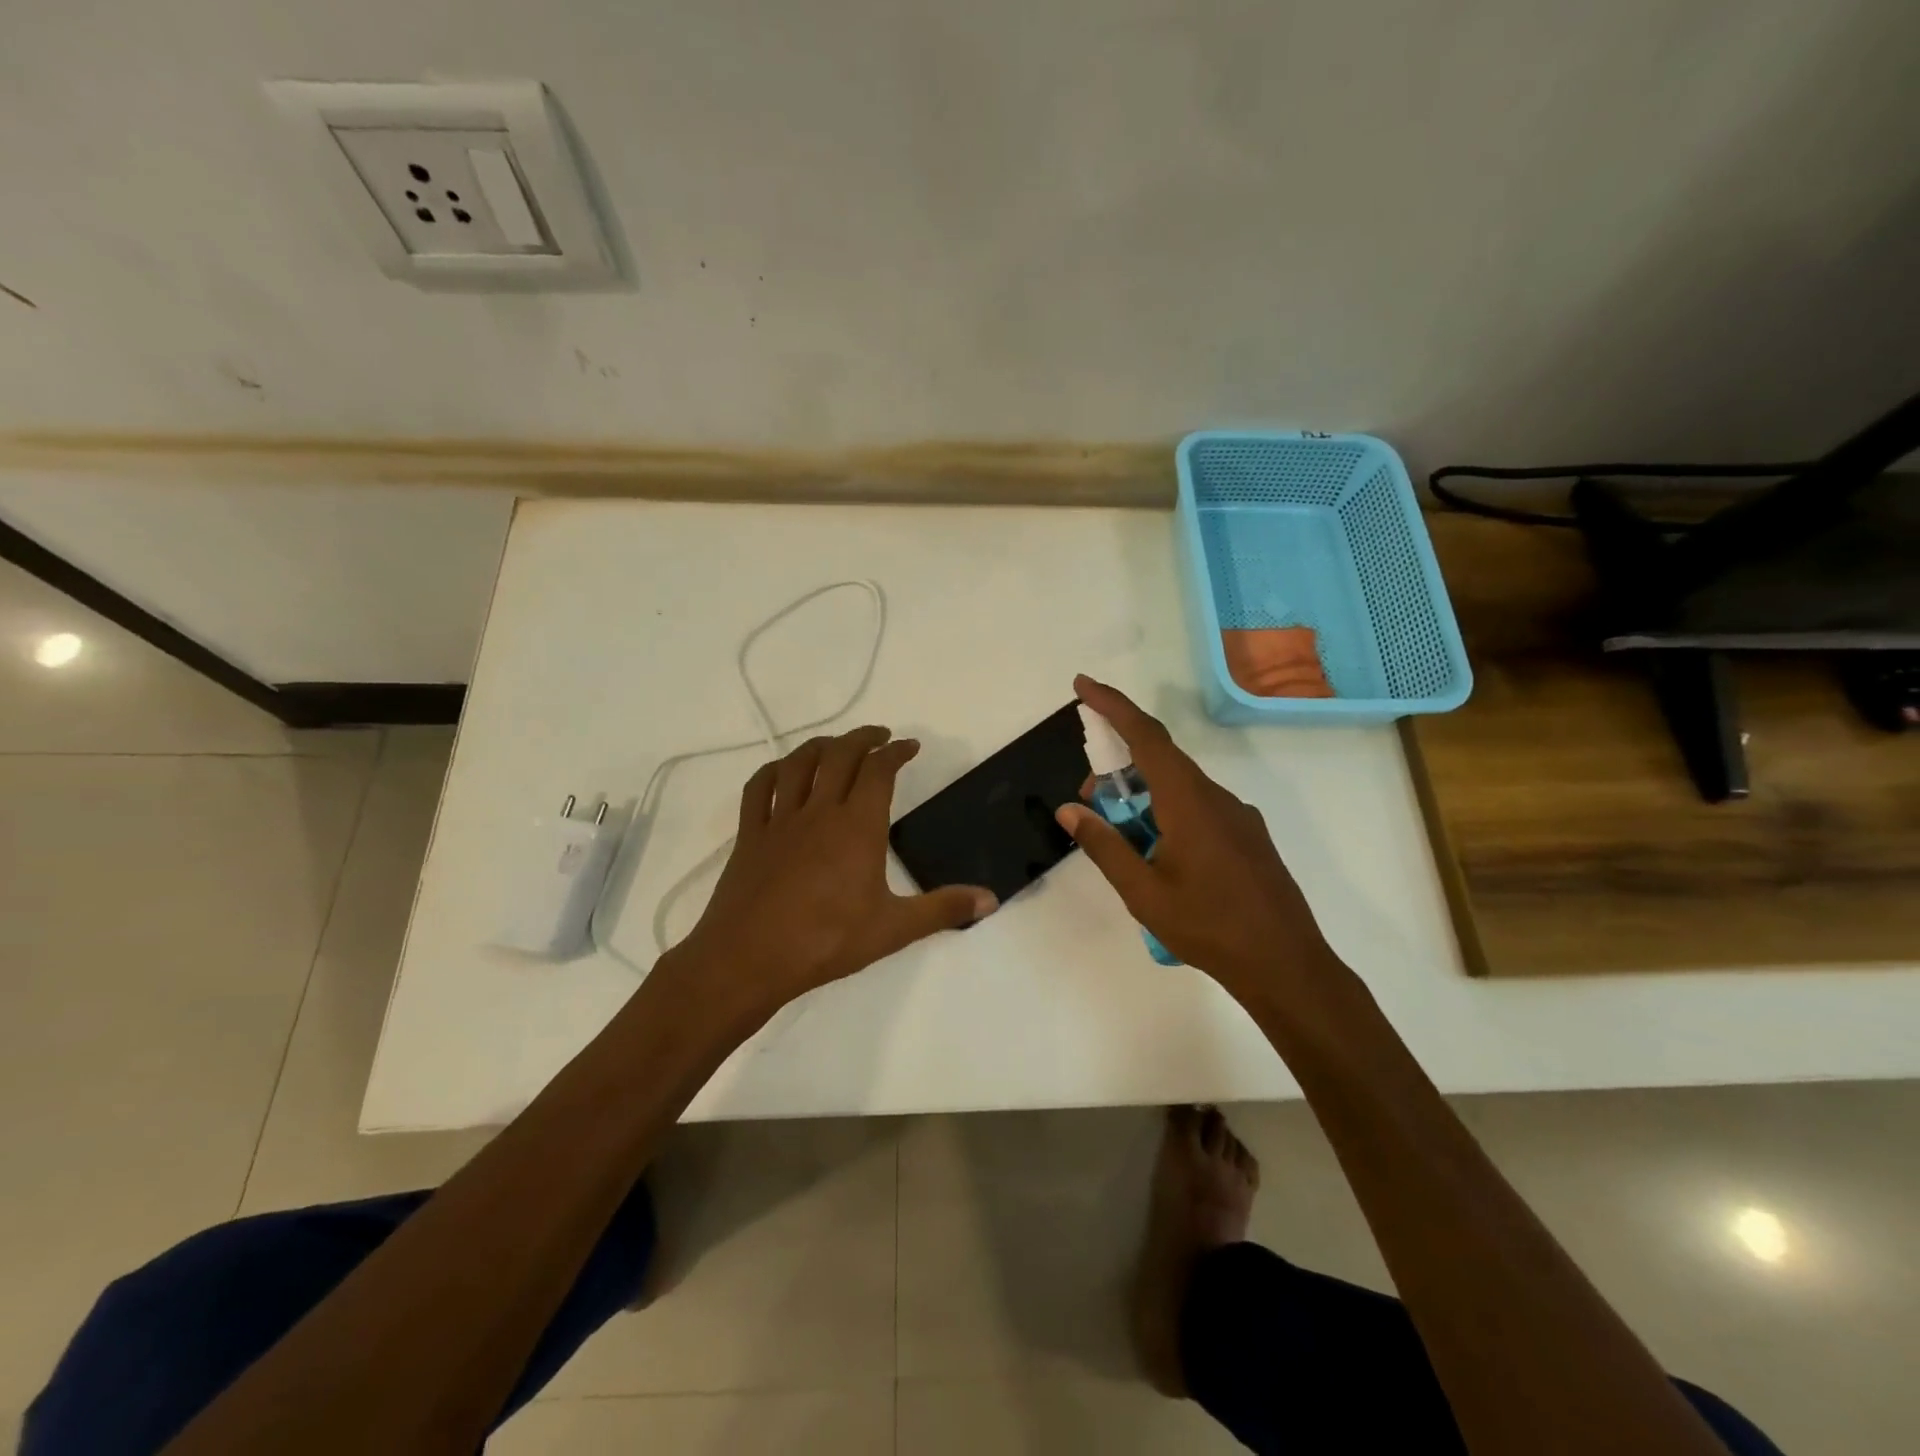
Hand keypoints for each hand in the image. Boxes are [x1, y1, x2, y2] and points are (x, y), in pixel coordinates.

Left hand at [668, 726, 996, 1017]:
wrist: (749, 960)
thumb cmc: (826, 942)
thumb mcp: (893, 929)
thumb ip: (943, 909)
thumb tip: (991, 899)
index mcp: (857, 826)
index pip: (879, 771)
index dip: (896, 751)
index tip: (910, 746)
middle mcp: (819, 811)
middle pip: (840, 755)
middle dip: (863, 738)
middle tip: (880, 736)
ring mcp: (780, 820)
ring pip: (799, 764)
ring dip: (821, 745)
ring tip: (837, 745)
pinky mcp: (749, 835)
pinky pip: (758, 788)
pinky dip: (774, 770)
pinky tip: (783, 771)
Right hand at [1057, 675, 1337, 998]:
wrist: (1286, 965)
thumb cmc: (1209, 927)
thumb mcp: (1142, 892)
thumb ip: (1104, 846)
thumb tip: (1070, 810)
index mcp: (1188, 801)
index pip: (1146, 736)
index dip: (1112, 705)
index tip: (1083, 686)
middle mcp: (1215, 797)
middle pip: (1160, 761)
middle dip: (1119, 767)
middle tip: (1088, 800)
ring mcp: (1237, 816)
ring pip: (1179, 787)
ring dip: (1143, 796)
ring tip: (1120, 835)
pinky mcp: (1248, 837)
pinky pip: (1198, 807)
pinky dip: (1167, 812)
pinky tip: (1159, 854)